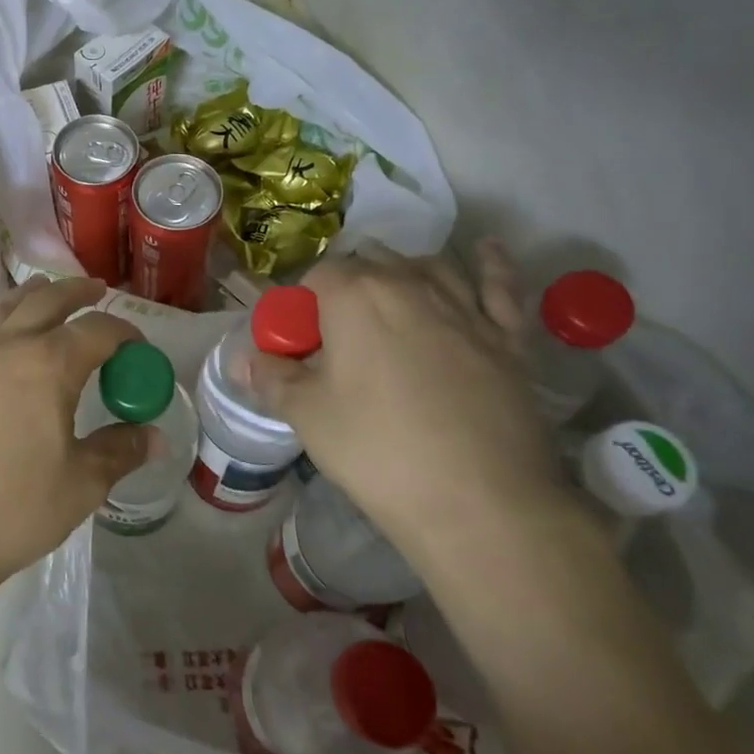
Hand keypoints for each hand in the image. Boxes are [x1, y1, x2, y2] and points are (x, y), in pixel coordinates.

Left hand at [0, 276, 153, 606]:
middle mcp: (7, 347)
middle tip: (97, 290)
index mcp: (48, 365)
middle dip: (77, 292)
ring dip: (30, 294)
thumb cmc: (9, 511)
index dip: (124, 332)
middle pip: (47, 301)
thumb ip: (118, 452)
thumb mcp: (78, 486)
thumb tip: (154, 436)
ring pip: (3, 307)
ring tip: (45, 288)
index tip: (139, 346)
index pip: (97, 331)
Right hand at [249, 241, 558, 563]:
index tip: (303, 343)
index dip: (304, 305)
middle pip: (371, 264)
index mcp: (354, 296)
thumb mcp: (307, 415)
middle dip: (349, 287)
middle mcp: (409, 284)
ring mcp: (465, 307)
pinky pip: (500, 286)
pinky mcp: (508, 337)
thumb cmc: (378, 451)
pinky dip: (491, 265)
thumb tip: (245, 358)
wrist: (481, 503)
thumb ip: (270, 376)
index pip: (318, 276)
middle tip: (340, 336)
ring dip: (404, 272)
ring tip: (391, 295)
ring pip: (429, 266)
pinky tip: (484, 250)